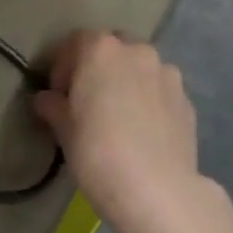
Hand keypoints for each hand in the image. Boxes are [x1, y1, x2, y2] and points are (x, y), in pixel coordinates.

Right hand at [34, 33, 198, 220]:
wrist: (156, 190)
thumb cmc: (97, 152)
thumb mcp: (64, 130)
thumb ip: (53, 106)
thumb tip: (45, 99)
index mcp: (102, 50)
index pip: (77, 42)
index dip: (64, 65)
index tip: (59, 94)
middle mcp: (138, 51)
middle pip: (113, 49)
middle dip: (100, 68)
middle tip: (89, 101)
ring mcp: (167, 74)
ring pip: (141, 68)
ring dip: (128, 82)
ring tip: (121, 117)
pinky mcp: (187, 101)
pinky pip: (161, 92)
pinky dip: (150, 101)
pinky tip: (144, 132)